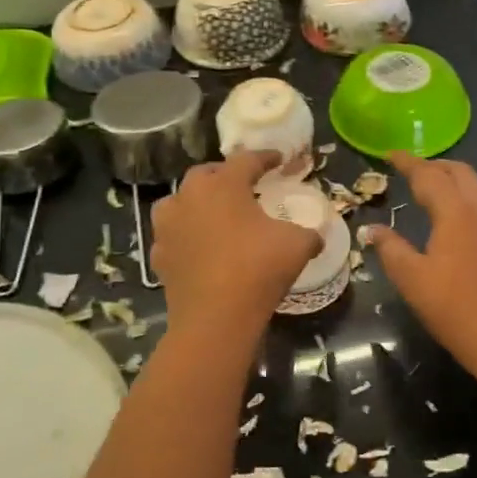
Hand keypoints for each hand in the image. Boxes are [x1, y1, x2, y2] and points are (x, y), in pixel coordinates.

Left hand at [151, 150, 320, 328]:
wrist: (215, 319)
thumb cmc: (257, 269)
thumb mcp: (297, 245)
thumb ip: (309, 233)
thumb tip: (316, 236)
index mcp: (223, 185)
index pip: (246, 160)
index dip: (265, 158)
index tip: (278, 160)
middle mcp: (190, 197)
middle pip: (206, 174)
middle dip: (225, 175)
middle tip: (244, 184)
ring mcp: (169, 226)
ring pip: (180, 201)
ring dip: (197, 201)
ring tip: (215, 212)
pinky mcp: (159, 255)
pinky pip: (173, 234)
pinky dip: (185, 234)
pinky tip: (199, 245)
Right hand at [365, 151, 476, 375]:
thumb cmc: (455, 308)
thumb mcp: (412, 279)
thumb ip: (390, 249)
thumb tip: (371, 229)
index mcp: (455, 211)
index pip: (428, 175)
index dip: (407, 162)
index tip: (389, 154)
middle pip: (458, 171)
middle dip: (432, 165)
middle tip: (408, 170)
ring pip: (475, 183)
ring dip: (451, 177)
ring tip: (429, 185)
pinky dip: (464, 192)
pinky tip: (453, 211)